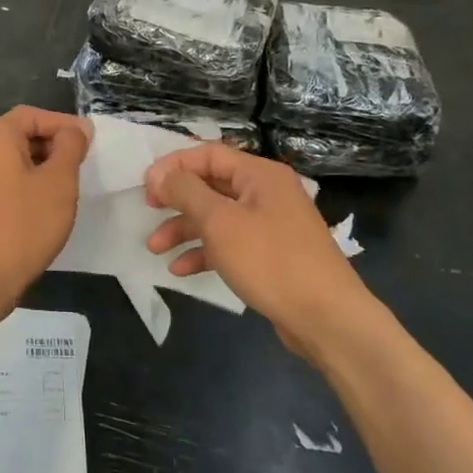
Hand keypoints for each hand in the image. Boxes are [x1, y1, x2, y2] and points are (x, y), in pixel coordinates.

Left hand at [0, 106, 90, 310]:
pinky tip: (44, 210)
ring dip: (42, 169)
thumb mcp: (58, 182)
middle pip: (20, 135)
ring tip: (68, 189)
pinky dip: (27, 187)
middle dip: (54, 146)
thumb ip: (70, 147)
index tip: (91, 143)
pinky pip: (4, 183)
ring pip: (13, 162)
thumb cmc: (22, 225)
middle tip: (83, 167)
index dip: (64, 124)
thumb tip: (76, 129)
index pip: (32, 115)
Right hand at [145, 143, 370, 358]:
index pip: (209, 154)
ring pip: (218, 217)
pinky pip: (230, 243)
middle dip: (177, 200)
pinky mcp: (270, 255)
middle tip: (149, 211)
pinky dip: (205, 252)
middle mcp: (266, 193)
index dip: (174, 166)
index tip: (146, 186)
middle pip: (212, 185)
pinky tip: (180, 270)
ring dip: (184, 229)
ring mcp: (270, 225)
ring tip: (155, 248)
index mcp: (260, 174)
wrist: (326, 318)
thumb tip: (160, 174)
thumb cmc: (270, 260)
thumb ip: (186, 192)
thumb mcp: (220, 222)